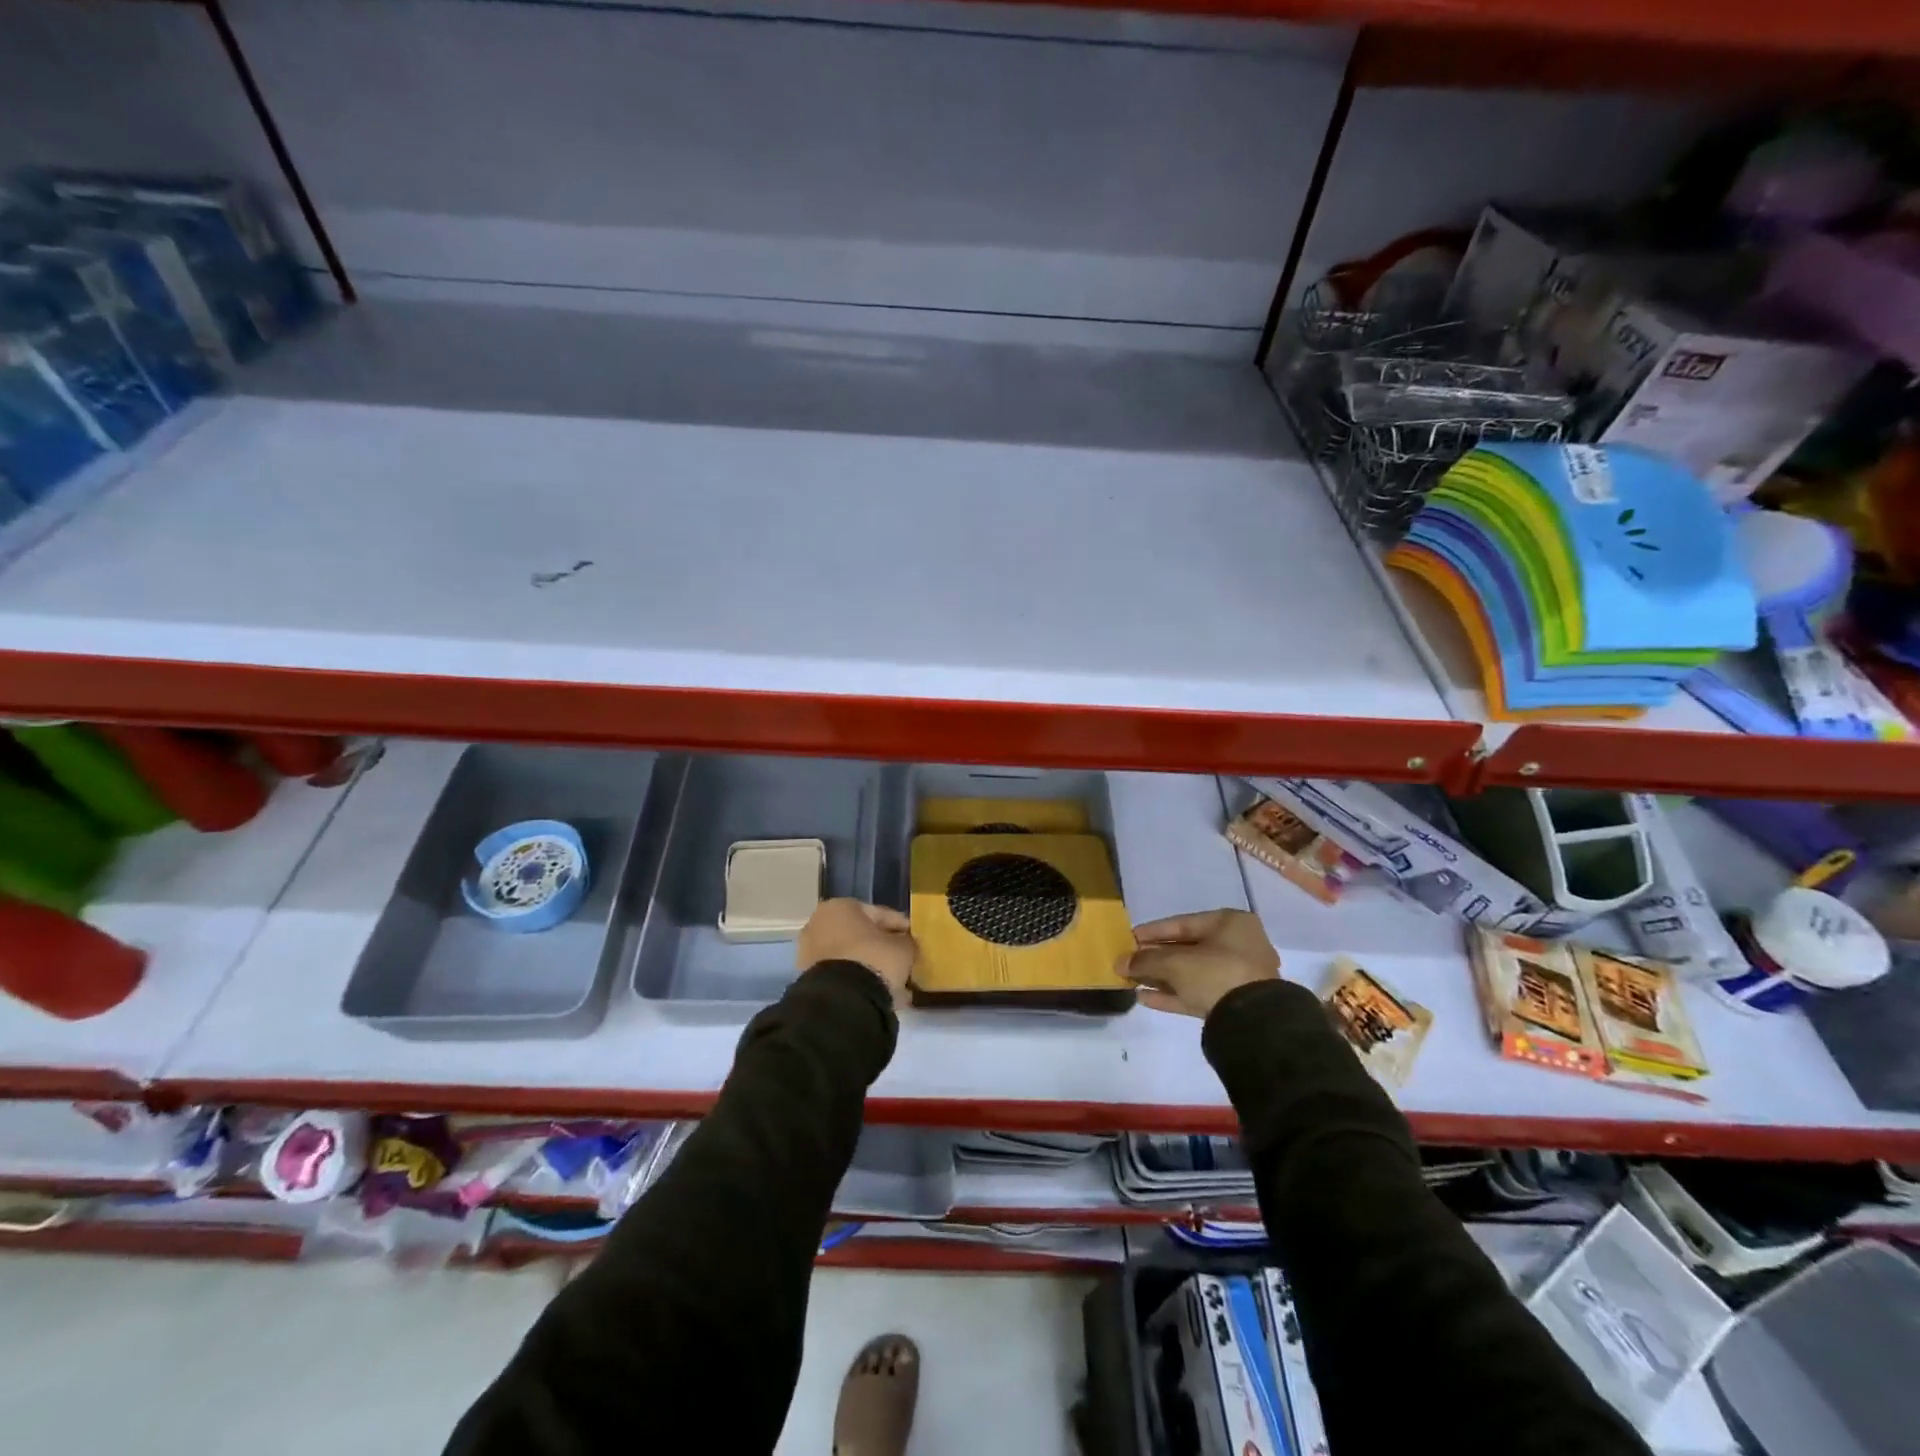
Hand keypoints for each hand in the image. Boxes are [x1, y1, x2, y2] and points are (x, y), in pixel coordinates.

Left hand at [797, 899, 916, 1003]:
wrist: (841, 1000)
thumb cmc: (873, 959)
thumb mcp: (902, 948)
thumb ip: (907, 941)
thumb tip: (905, 944)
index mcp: (840, 906)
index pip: (879, 913)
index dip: (900, 927)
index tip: (914, 939)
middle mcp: (820, 923)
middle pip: (861, 935)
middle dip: (882, 948)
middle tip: (903, 960)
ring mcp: (810, 951)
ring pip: (850, 956)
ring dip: (871, 966)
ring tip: (893, 982)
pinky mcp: (809, 977)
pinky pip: (841, 973)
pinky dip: (858, 980)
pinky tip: (878, 992)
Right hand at [1118, 909, 1279, 1018]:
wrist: (1254, 1021)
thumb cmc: (1216, 973)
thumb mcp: (1176, 963)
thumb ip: (1146, 960)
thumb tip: (1119, 963)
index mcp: (1230, 923)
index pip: (1182, 923)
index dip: (1152, 931)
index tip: (1129, 938)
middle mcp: (1237, 946)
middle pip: (1186, 948)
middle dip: (1155, 957)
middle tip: (1129, 961)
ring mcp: (1237, 976)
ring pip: (1190, 973)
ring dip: (1161, 977)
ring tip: (1132, 981)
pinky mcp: (1232, 1003)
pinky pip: (1197, 993)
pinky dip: (1172, 994)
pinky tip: (1145, 998)